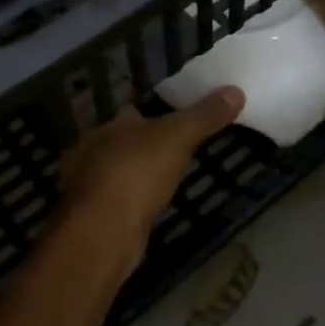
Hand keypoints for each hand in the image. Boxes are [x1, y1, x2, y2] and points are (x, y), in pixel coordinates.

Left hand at [56, 88, 244, 275]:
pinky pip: (116, 202)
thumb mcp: (178, 137)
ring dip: (136, 175)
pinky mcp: (92, 218)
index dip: (154, 116)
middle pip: (123, 142)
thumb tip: (236, 91)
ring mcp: (88, 188)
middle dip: (144, 146)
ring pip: (118, 173)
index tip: (178, 121)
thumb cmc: (137, 174)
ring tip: (165, 180)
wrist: (102, 234)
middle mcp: (92, 153)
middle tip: (175, 152)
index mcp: (110, 127)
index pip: (132, 113)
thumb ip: (205, 115)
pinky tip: (147, 207)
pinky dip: (131, 202)